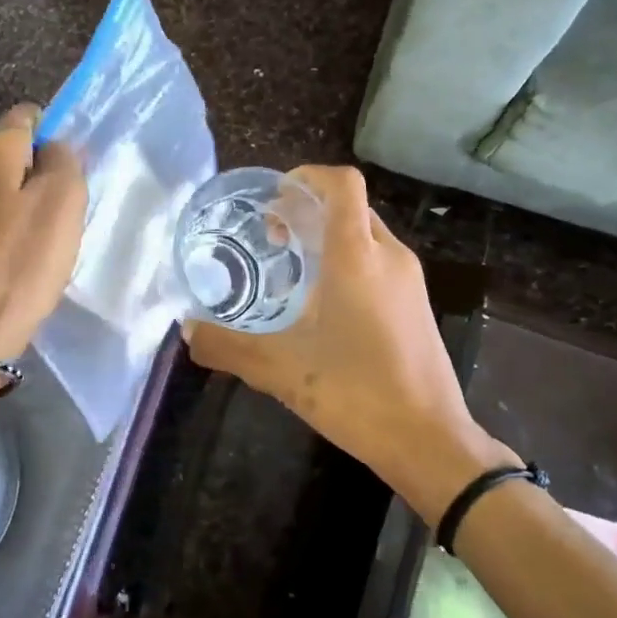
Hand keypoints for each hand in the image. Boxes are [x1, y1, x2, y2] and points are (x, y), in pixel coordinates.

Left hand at [0, 104, 85, 366]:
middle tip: (63, 216)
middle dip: (39, 176)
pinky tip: (13, 264)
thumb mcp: (62, 204)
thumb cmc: (17, 264)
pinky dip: (0, 233)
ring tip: (41, 246)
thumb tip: (54, 148)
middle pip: (9, 155)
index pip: (27, 117)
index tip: (73, 176)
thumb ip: (65, 161)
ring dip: (20, 208)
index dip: (56, 137)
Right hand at [185, 166, 519, 520]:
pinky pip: (379, 263)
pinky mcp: (417, 305)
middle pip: (351, 206)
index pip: (341, 184)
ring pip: (366, 235)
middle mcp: (389, 256)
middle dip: (309, 211)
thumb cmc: (355, 392)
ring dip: (329, 238)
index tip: (273, 201)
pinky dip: (349, 263)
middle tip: (272, 239)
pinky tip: (324, 306)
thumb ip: (228, 346)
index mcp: (358, 256)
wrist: (428, 440)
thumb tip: (188, 332)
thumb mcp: (280, 369)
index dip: (306, 177)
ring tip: (292, 271)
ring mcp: (409, 281)